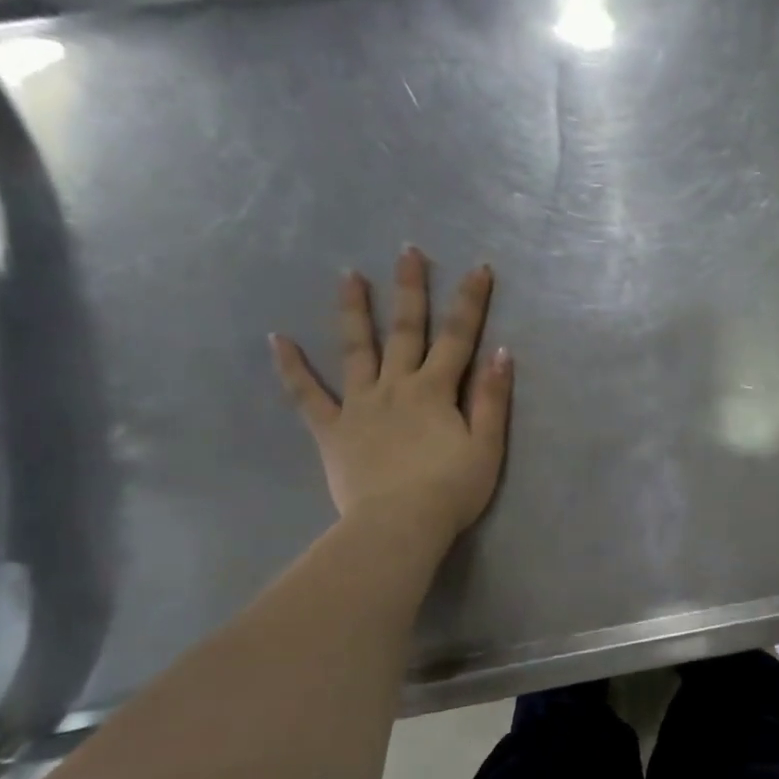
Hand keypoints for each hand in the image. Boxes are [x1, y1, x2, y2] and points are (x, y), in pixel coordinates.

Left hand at [269, 246, 512, 539]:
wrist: (399, 526)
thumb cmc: (450, 490)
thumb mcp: (486, 447)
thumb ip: (492, 399)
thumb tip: (501, 352)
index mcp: (435, 390)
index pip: (458, 337)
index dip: (470, 302)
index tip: (479, 268)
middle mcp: (396, 386)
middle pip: (406, 330)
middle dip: (410, 290)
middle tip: (408, 252)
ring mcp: (359, 405)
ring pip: (356, 349)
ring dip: (354, 311)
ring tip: (348, 275)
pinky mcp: (331, 430)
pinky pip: (307, 395)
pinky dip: (292, 367)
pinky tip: (278, 339)